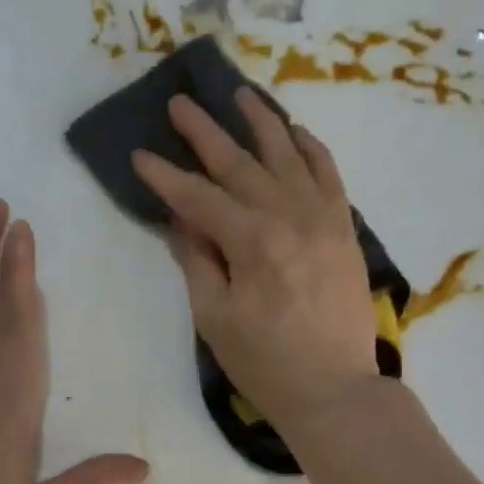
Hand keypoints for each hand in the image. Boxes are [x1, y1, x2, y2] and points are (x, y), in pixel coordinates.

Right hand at [132, 90, 379, 435]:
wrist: (335, 389)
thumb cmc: (265, 362)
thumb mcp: (215, 317)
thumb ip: (198, 260)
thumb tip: (183, 220)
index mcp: (253, 241)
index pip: (198, 197)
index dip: (165, 177)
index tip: (139, 156)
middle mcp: (290, 216)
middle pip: (240, 164)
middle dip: (205, 132)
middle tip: (180, 102)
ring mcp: (323, 218)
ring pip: (289, 155)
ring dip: (262, 122)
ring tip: (239, 94)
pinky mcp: (344, 228)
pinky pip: (330, 174)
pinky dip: (312, 148)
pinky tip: (296, 130)